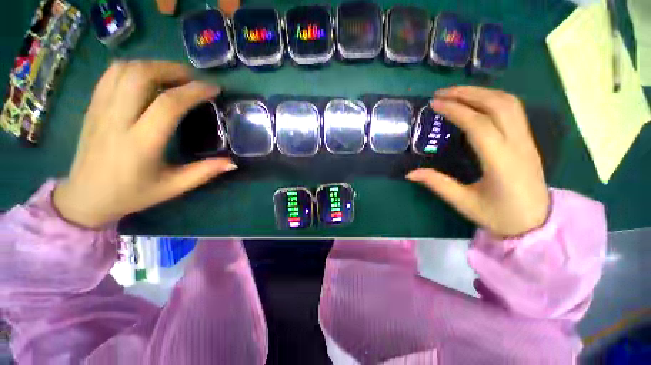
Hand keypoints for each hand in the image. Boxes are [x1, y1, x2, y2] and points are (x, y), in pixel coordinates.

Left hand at [53, 61, 236, 228]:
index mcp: (141, 143)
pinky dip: (135, 68)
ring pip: (125, 69)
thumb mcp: (173, 188)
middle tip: (194, 79)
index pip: (168, 105)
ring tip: (174, 77)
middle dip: (173, 70)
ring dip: (154, 66)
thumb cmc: (131, 194)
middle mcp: (117, 120)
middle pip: (142, 76)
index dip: (194, 91)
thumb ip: (204, 173)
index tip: (214, 89)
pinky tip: (149, 78)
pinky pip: (111, 74)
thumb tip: (232, 162)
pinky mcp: (92, 105)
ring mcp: (100, 109)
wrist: (85, 196)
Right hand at [406, 86, 549, 236]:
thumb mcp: (464, 203)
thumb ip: (437, 184)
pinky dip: (492, 99)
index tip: (434, 104)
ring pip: (509, 103)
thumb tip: (410, 173)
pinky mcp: (527, 140)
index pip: (479, 125)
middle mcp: (518, 145)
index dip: (455, 110)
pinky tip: (477, 102)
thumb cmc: (500, 216)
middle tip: (441, 93)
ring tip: (456, 93)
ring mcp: (526, 140)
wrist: (537, 224)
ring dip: (481, 92)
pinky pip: (513, 110)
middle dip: (468, 93)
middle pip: (498, 105)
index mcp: (501, 162)